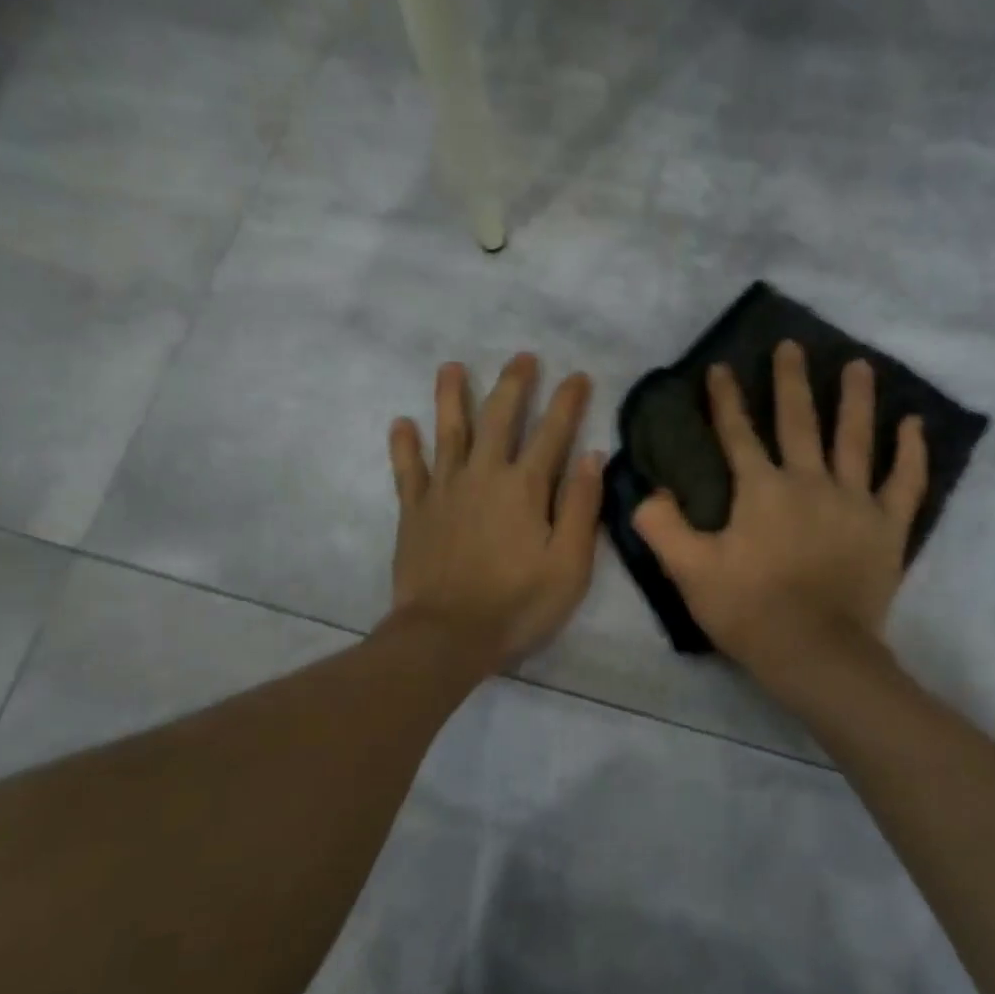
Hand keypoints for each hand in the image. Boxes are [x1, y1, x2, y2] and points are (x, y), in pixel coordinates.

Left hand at [388, 354, 603, 669]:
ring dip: (451, 397)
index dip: (567, 402)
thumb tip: (594, 456)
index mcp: (525, 487)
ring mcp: (444, 490)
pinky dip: (404, 445)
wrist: (446, 635)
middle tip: (522, 358)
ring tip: (451, 367)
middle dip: (513, 385)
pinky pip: (407, 469)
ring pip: (448, 432)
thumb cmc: (518, 604)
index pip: (552, 433)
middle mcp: (483, 475)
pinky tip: (401, 423)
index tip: (578, 376)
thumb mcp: (569, 564)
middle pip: (498, 418)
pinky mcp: (415, 511)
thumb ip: (582, 507)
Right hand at [633, 341, 926, 680]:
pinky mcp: (887, 527)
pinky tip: (913, 424)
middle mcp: (809, 482)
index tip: (720, 367)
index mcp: (761, 490)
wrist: (816, 652)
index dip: (725, 400)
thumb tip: (647, 491)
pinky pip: (904, 482)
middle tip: (790, 346)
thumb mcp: (690, 572)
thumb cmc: (750, 612)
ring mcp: (854, 501)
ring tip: (858, 365)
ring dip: (855, 399)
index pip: (738, 434)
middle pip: (799, 421)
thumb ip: (662, 527)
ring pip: (855, 439)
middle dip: (790, 381)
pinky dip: (911, 453)